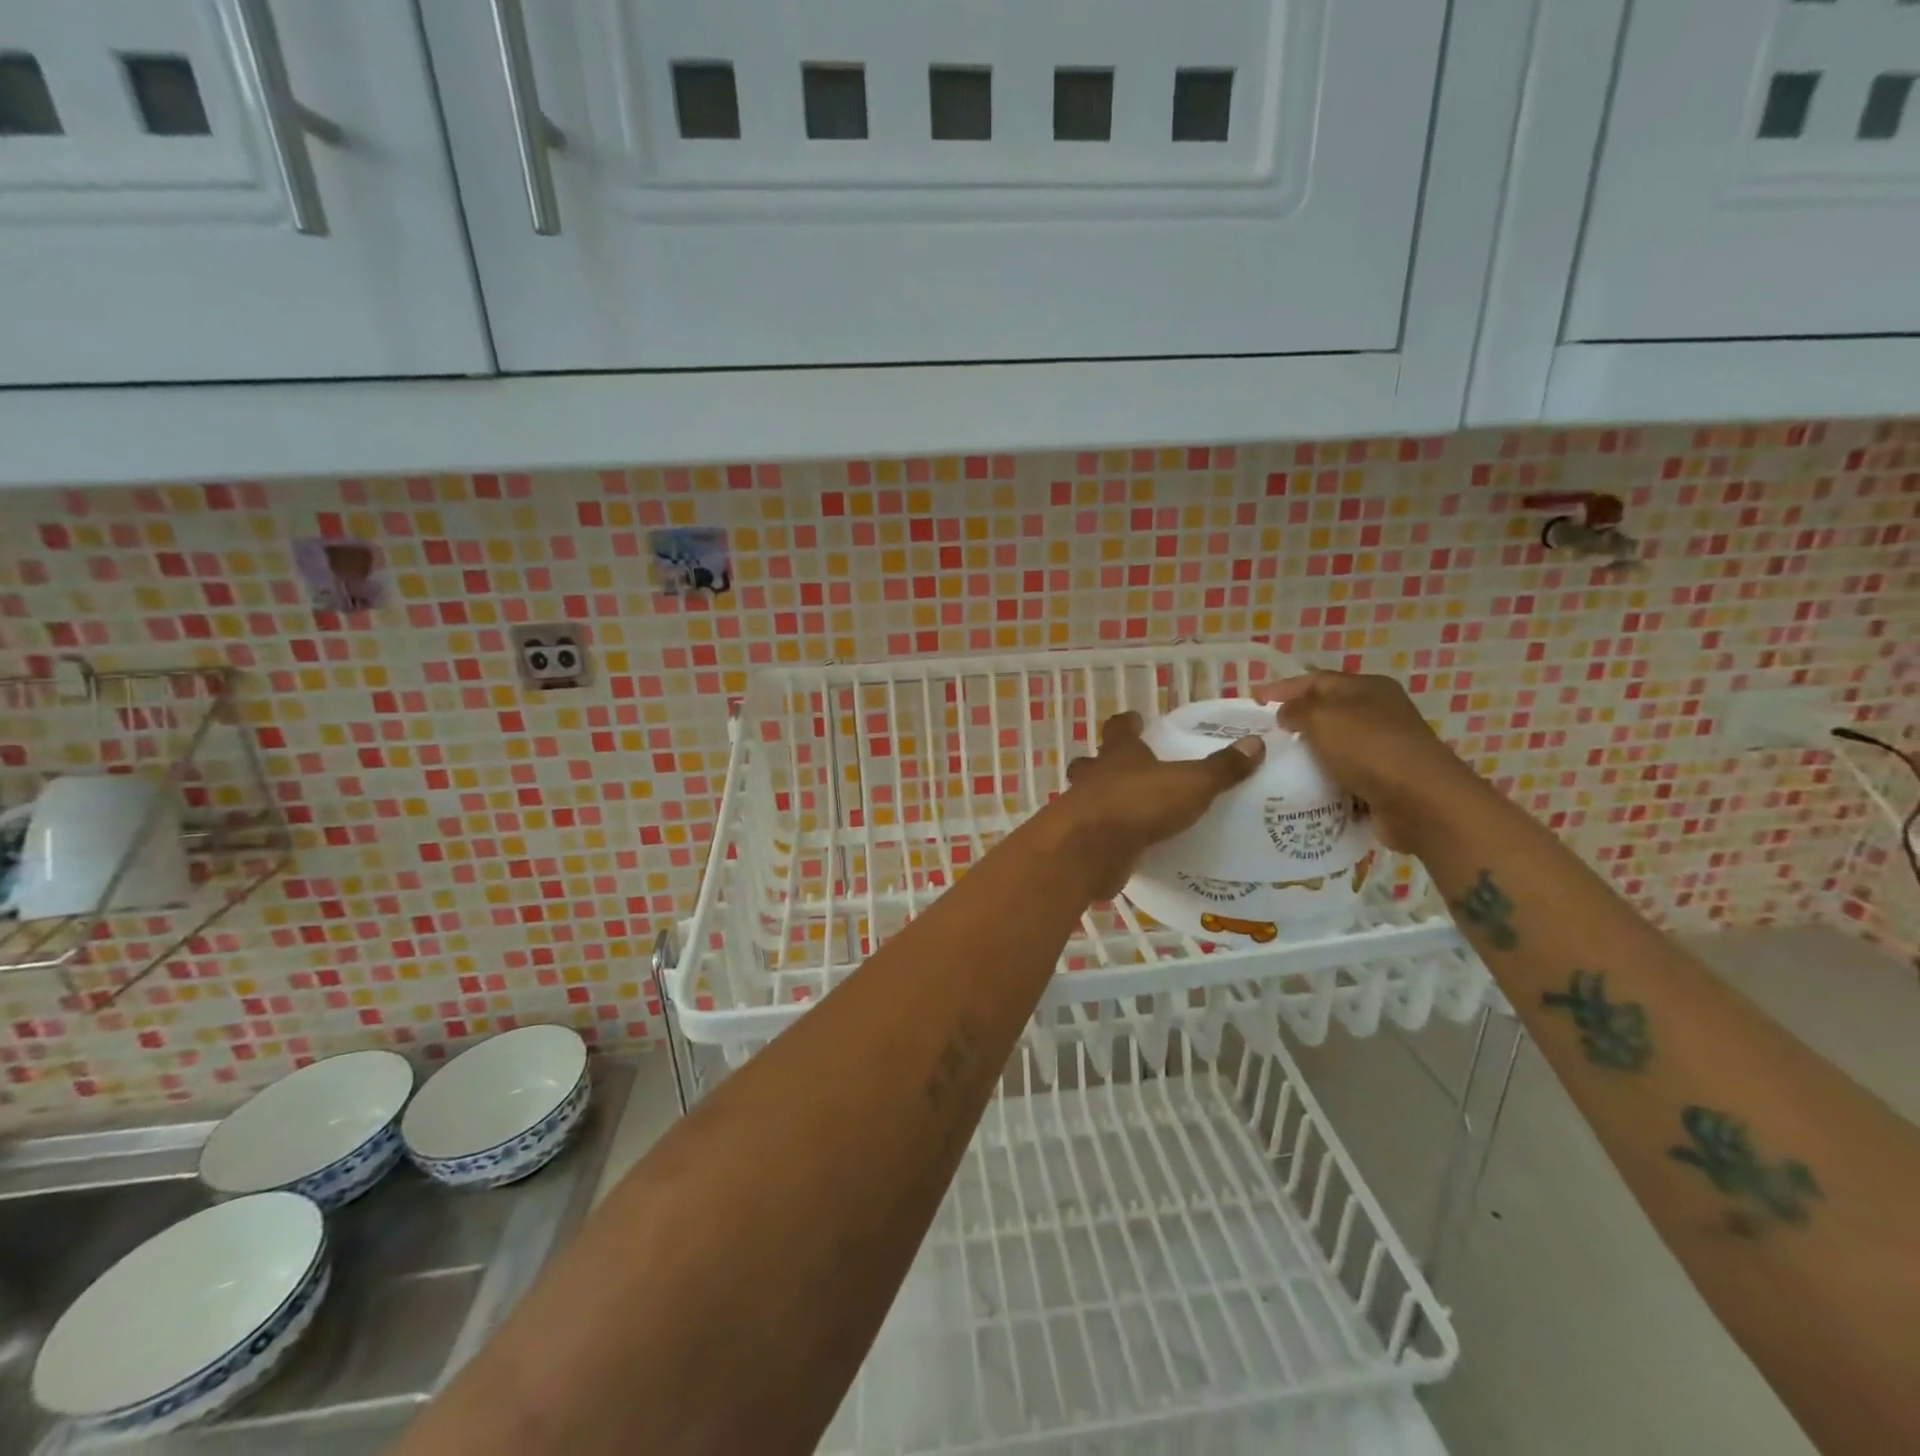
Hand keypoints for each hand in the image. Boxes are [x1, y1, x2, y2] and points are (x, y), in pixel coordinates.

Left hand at [1060, 710, 1264, 898]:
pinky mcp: (1082, 842)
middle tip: (1129, 770)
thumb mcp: (1191, 784)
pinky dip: (1109, 836)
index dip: (1127, 723)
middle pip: (1093, 762)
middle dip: (1105, 763)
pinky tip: (1128, 846)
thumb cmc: (1138, 804)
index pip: (1118, 728)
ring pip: (1088, 797)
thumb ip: (1221, 768)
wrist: (1091, 850)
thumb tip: (1255, 743)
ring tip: (1132, 811)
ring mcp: (1083, 809)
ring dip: (1104, 800)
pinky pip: (1096, 834)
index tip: (1135, 719)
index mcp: (1119, 754)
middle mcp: (1095, 776)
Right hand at [1255, 670, 1482, 852]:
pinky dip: (1321, 779)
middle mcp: (1378, 713)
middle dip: (1294, 720)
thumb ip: (1298, 709)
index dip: (1283, 688)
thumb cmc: (1370, 749)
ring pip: (1333, 745)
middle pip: (1326, 711)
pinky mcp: (1382, 780)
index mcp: (1368, 688)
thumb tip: (1286, 713)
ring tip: (1272, 763)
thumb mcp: (1324, 717)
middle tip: (1261, 734)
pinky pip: (1341, 774)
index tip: (1254, 701)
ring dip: (1306, 753)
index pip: (1317, 680)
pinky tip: (1299, 787)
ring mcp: (1383, 748)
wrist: (1421, 803)